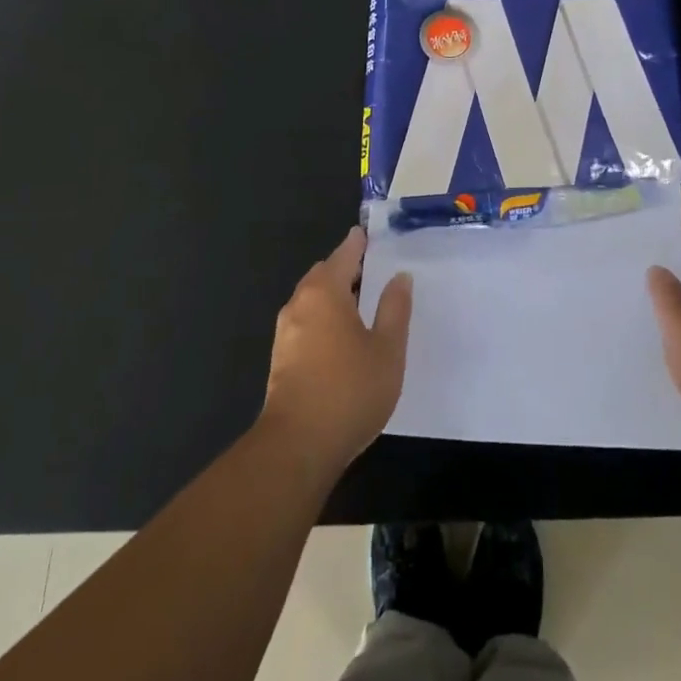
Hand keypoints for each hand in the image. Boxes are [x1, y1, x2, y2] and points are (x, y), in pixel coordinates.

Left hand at [262, 227, 411, 475]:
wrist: (298, 446)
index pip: (343, 255)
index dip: (358, 244)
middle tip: (373, 270)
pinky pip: (306, 322)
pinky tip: (343, 337)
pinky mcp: (281, 358)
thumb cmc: (350, 390)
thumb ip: (395, 308)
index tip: (369, 234)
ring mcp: (286, 332)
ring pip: (312, 300)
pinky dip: (324, 317)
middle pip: (323, 275)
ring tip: (362, 303)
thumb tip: (399, 277)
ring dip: (334, 295)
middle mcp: (299, 304)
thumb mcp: (388, 349)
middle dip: (345, 269)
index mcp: (325, 293)